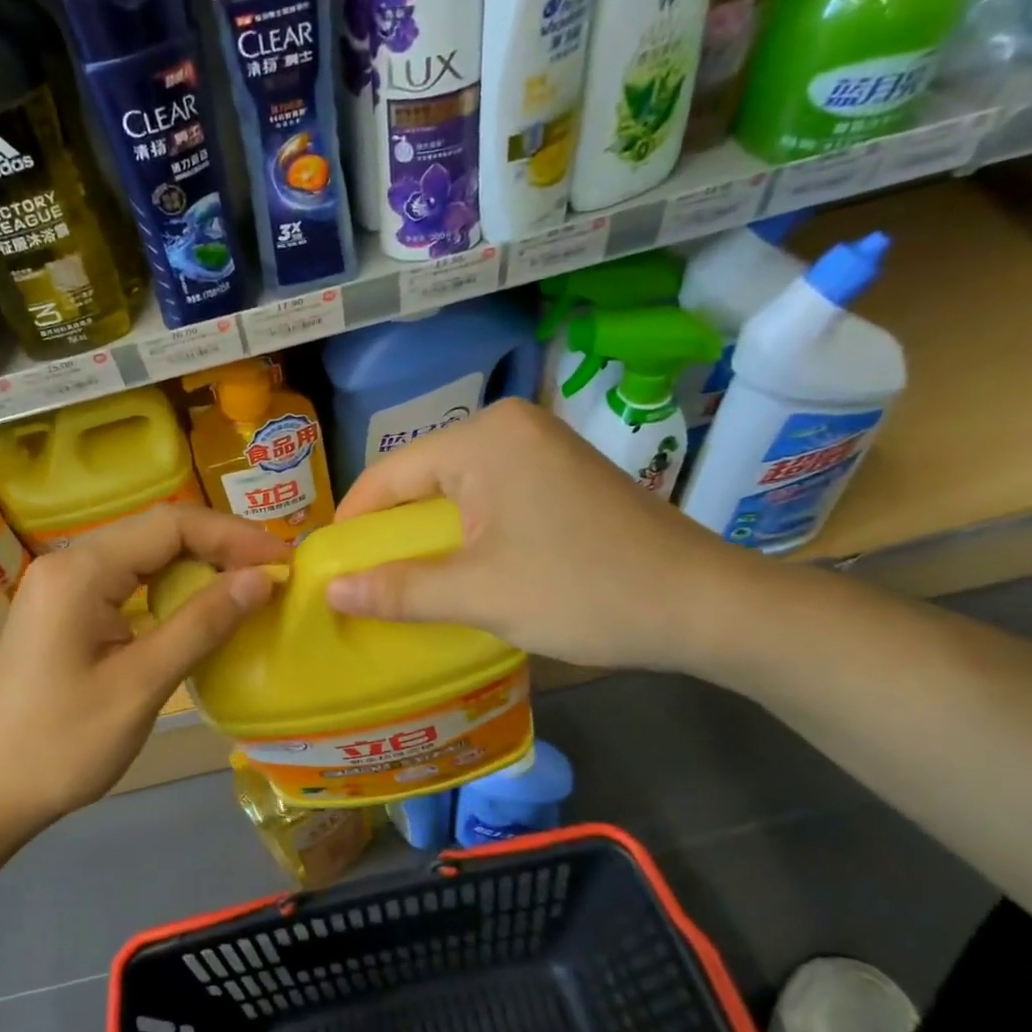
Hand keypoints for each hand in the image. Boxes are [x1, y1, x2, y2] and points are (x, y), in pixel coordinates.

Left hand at [0, 505, 286, 838]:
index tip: (282, 562)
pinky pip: (128, 582)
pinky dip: (171, 589)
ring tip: (248, 588)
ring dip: (198, 566)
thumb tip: (261, 578)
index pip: (171, 525)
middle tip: (273, 575)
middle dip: (220, 546)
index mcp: (81, 571)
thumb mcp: (140, 685)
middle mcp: (69, 563)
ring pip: (145, 555)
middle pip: (158, 532)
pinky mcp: (66, 611)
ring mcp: (64, 586)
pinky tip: (200, 609)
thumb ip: (201, 625)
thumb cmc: (62, 745)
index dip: (233, 536)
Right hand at [325, 399, 765, 672]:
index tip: (328, 568)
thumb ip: (398, 590)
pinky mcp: (560, 472)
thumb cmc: (584, 591)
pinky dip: (466, 531)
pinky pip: (489, 495)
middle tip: (364, 582)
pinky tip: (460, 567)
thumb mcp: (480, 594)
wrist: (704, 605)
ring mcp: (540, 446)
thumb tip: (330, 591)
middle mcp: (508, 426)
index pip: (389, 474)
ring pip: (455, 489)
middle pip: (420, 478)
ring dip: (428, 535)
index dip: (352, 523)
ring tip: (405, 581)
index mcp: (483, 438)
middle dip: (390, 531)